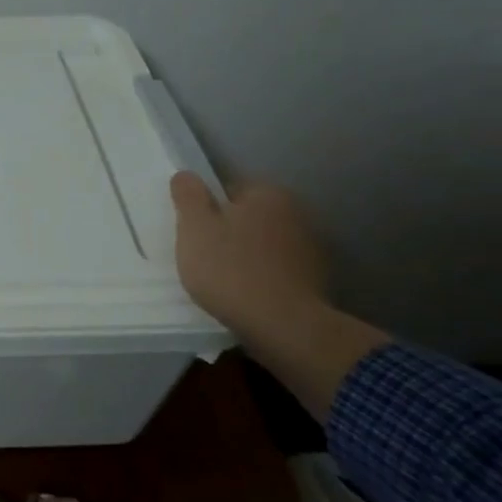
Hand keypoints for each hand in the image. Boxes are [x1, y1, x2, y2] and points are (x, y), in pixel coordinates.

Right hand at [170, 175, 327, 341]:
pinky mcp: (316, 280)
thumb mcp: (194, 227)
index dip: (206, 208)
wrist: (284, 326)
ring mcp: (311, 248)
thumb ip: (188, 196)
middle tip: (203, 255)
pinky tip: (246, 294)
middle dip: (228, 231)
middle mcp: (297, 213)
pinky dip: (262, 277)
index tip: (194, 231)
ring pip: (264, 243)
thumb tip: (186, 175)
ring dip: (246, 255)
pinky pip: (277, 269)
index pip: (229, 189)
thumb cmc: (230, 269)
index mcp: (268, 194)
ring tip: (223, 279)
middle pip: (248, 216)